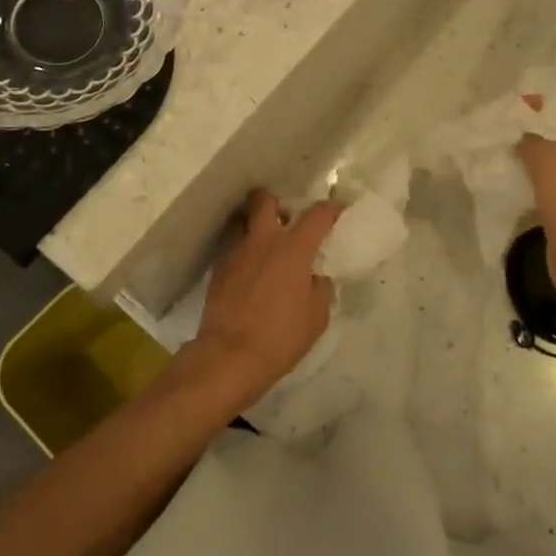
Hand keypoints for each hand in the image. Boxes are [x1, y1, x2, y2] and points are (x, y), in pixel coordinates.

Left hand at [181, 189, 338, 414]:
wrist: (229, 356)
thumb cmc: (280, 337)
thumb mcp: (317, 317)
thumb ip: (321, 288)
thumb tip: (316, 277)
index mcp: (293, 248)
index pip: (317, 214)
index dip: (331, 208)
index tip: (337, 209)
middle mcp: (263, 240)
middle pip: (264, 199)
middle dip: (276, 202)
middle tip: (286, 219)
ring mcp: (236, 252)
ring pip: (243, 222)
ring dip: (255, 226)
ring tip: (265, 246)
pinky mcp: (218, 269)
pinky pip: (233, 249)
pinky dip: (244, 254)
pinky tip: (250, 275)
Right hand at [515, 104, 555, 309]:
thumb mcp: (549, 162)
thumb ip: (532, 137)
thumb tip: (520, 129)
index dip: (538, 103)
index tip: (508, 104)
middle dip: (530, 126)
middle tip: (499, 124)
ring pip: (551, 155)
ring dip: (528, 150)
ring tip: (499, 145)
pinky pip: (547, 178)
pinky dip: (529, 173)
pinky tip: (508, 172)